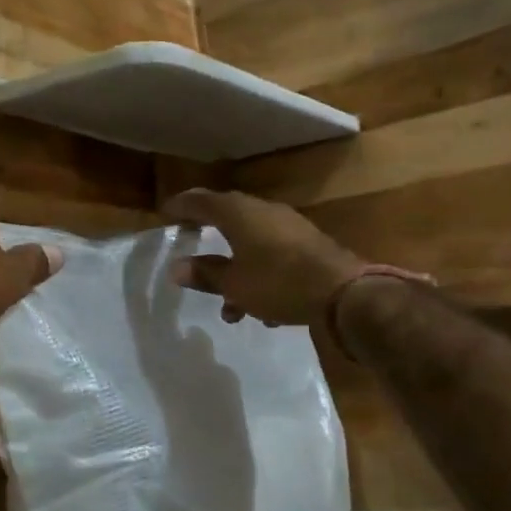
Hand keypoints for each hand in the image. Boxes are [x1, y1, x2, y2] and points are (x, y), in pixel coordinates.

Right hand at [162, 188, 363, 327]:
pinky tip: (262, 309)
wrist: (344, 292)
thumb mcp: (235, 284)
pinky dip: (260, 275)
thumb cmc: (278, 282)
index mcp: (238, 213)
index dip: (182, 206)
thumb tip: (177, 268)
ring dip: (236, 269)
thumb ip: (206, 274)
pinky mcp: (308, 245)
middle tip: (191, 239)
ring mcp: (289, 226)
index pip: (201, 201)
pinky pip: (273, 255)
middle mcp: (263, 211)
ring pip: (251, 242)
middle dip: (209, 233)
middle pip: (228, 216)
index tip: (166, 212)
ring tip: (229, 308)